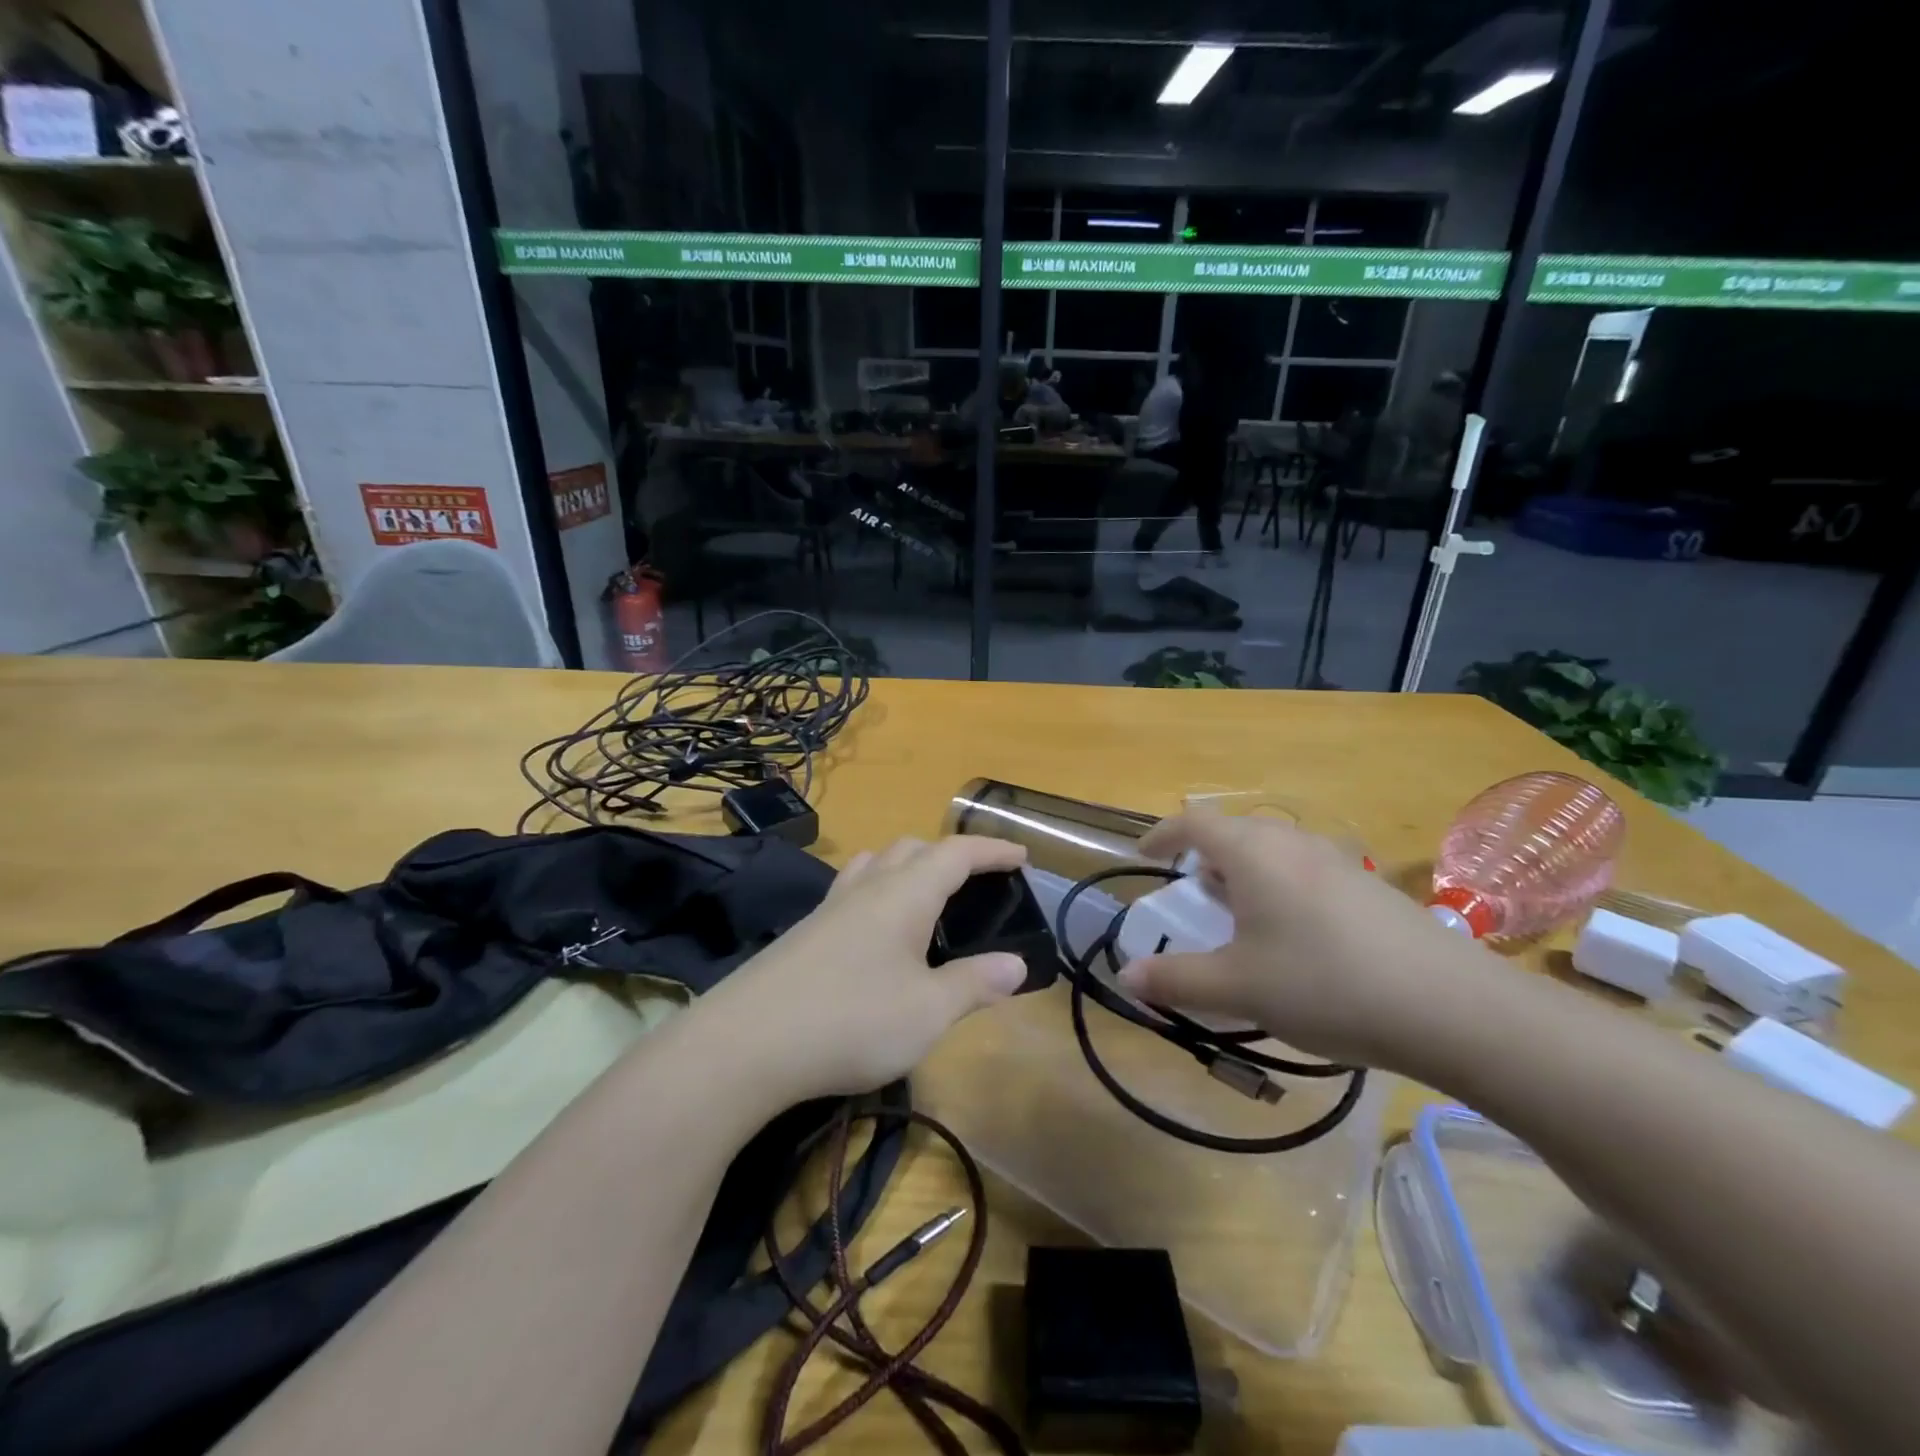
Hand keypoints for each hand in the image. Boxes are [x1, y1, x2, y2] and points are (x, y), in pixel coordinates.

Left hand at [702, 836, 1030, 1100]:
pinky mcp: (805, 933)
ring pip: (877, 864)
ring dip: (908, 867)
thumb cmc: (852, 1020)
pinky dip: (878, 893)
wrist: (746, 1044)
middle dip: (950, 856)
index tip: (1020, 855)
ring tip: (925, 898)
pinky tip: (876, 934)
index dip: (992, 849)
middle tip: (976, 883)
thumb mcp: (928, 1011)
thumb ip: (975, 983)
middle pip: (913, 849)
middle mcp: (868, 888)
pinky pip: (852, 891)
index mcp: (905, 894)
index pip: (957, 853)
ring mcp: (830, 907)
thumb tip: (1016, 964)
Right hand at [1117, 812, 1481, 1065]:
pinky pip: (1306, 871)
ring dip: (1245, 874)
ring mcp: (1337, 861)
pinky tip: (1297, 939)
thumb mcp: (1237, 988)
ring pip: (1274, 852)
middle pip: (1235, 833)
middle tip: (1193, 894)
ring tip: (1240, 917)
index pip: (1194, 822)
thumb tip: (1126, 976)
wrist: (1452, 1008)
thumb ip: (1175, 979)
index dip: (1162, 834)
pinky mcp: (1370, 887)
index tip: (1143, 855)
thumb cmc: (1324, 984)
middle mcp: (1293, 843)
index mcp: (1253, 852)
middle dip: (1205, 858)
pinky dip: (1281, 889)